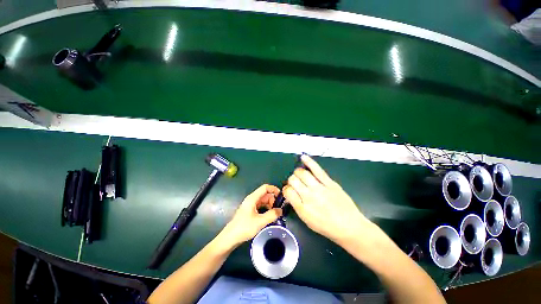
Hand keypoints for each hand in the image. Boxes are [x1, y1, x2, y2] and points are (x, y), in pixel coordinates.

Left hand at [218, 184, 282, 249]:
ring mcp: (250, 205)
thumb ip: (272, 215)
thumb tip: (281, 210)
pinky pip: (260, 206)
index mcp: (253, 198)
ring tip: (276, 213)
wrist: (230, 237)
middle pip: (265, 194)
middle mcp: (251, 199)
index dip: (273, 189)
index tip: (281, 196)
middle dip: (273, 199)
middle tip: (279, 209)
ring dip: (270, 205)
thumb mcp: (260, 222)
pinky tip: (270, 216)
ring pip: (263, 201)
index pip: (265, 188)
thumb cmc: (244, 228)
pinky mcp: (250, 211)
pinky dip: (266, 209)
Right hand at [283, 155, 372, 245]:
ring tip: (300, 174)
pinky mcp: (330, 183)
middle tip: (296, 183)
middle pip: (293, 180)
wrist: (350, 227)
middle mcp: (309, 197)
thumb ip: (297, 206)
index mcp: (302, 209)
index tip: (289, 190)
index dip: (286, 189)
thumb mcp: (307, 221)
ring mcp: (320, 188)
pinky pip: (317, 170)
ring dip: (298, 172)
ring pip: (302, 173)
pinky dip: (309, 162)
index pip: (287, 191)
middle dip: (291, 180)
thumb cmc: (327, 227)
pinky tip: (303, 157)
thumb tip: (291, 193)